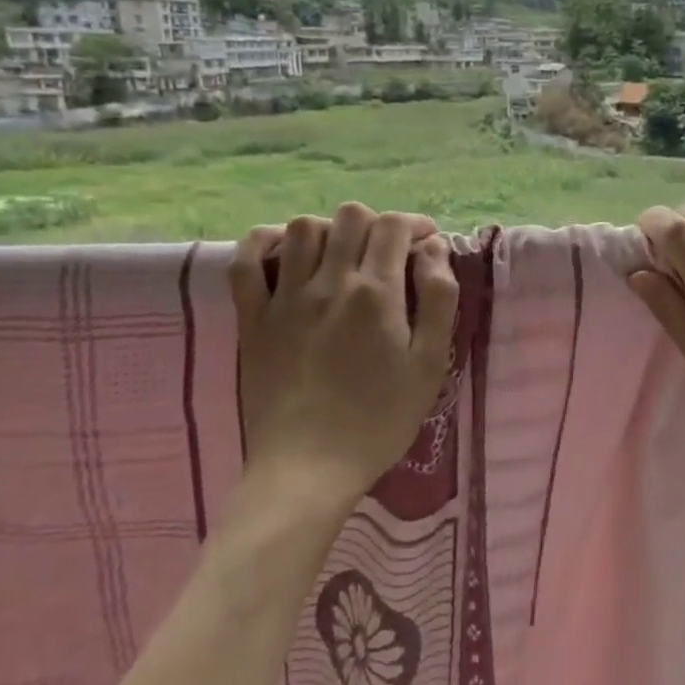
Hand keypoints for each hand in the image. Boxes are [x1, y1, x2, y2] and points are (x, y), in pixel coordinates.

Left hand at [230, 204, 460, 509]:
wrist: (309, 468)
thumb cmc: (380, 419)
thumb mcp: (430, 363)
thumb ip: (438, 298)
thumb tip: (433, 248)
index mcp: (376, 293)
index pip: (395, 227)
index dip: (417, 225)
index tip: (427, 244)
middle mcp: (329, 282)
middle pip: (351, 217)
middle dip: (378, 224)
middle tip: (389, 253)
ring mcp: (284, 298)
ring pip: (303, 227)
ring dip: (330, 230)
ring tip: (343, 256)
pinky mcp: (252, 318)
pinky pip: (246, 260)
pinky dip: (264, 242)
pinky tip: (285, 252)